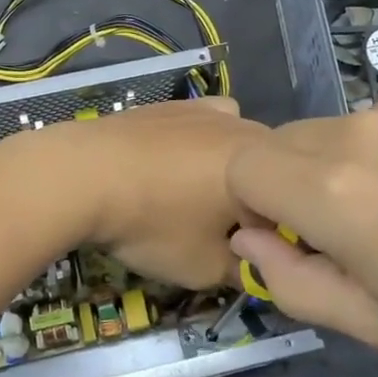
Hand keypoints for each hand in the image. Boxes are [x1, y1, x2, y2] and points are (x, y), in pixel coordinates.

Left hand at [0, 97, 269, 290]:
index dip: (280, 234)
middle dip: (258, 201)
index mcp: (265, 164)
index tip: (255, 256)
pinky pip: (203, 126)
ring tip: (198, 198)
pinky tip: (171, 168)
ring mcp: (206, 110)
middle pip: (269, 169)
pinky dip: (199, 146)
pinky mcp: (171, 105)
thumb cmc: (153, 224)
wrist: (82, 175)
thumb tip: (258, 267)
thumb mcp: (206, 268)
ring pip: (237, 144)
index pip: (295, 202)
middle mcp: (243, 127)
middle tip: (227, 233)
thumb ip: (246, 271)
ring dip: (231, 171)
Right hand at [226, 97, 377, 375]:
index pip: (240, 167)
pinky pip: (373, 123)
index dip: (251, 205)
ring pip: (326, 132)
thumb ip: (292, 283)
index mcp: (332, 190)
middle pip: (279, 144)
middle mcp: (355, 132)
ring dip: (332, 168)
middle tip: (348, 238)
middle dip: (288, 187)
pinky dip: (375, 153)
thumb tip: (249, 238)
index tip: (294, 241)